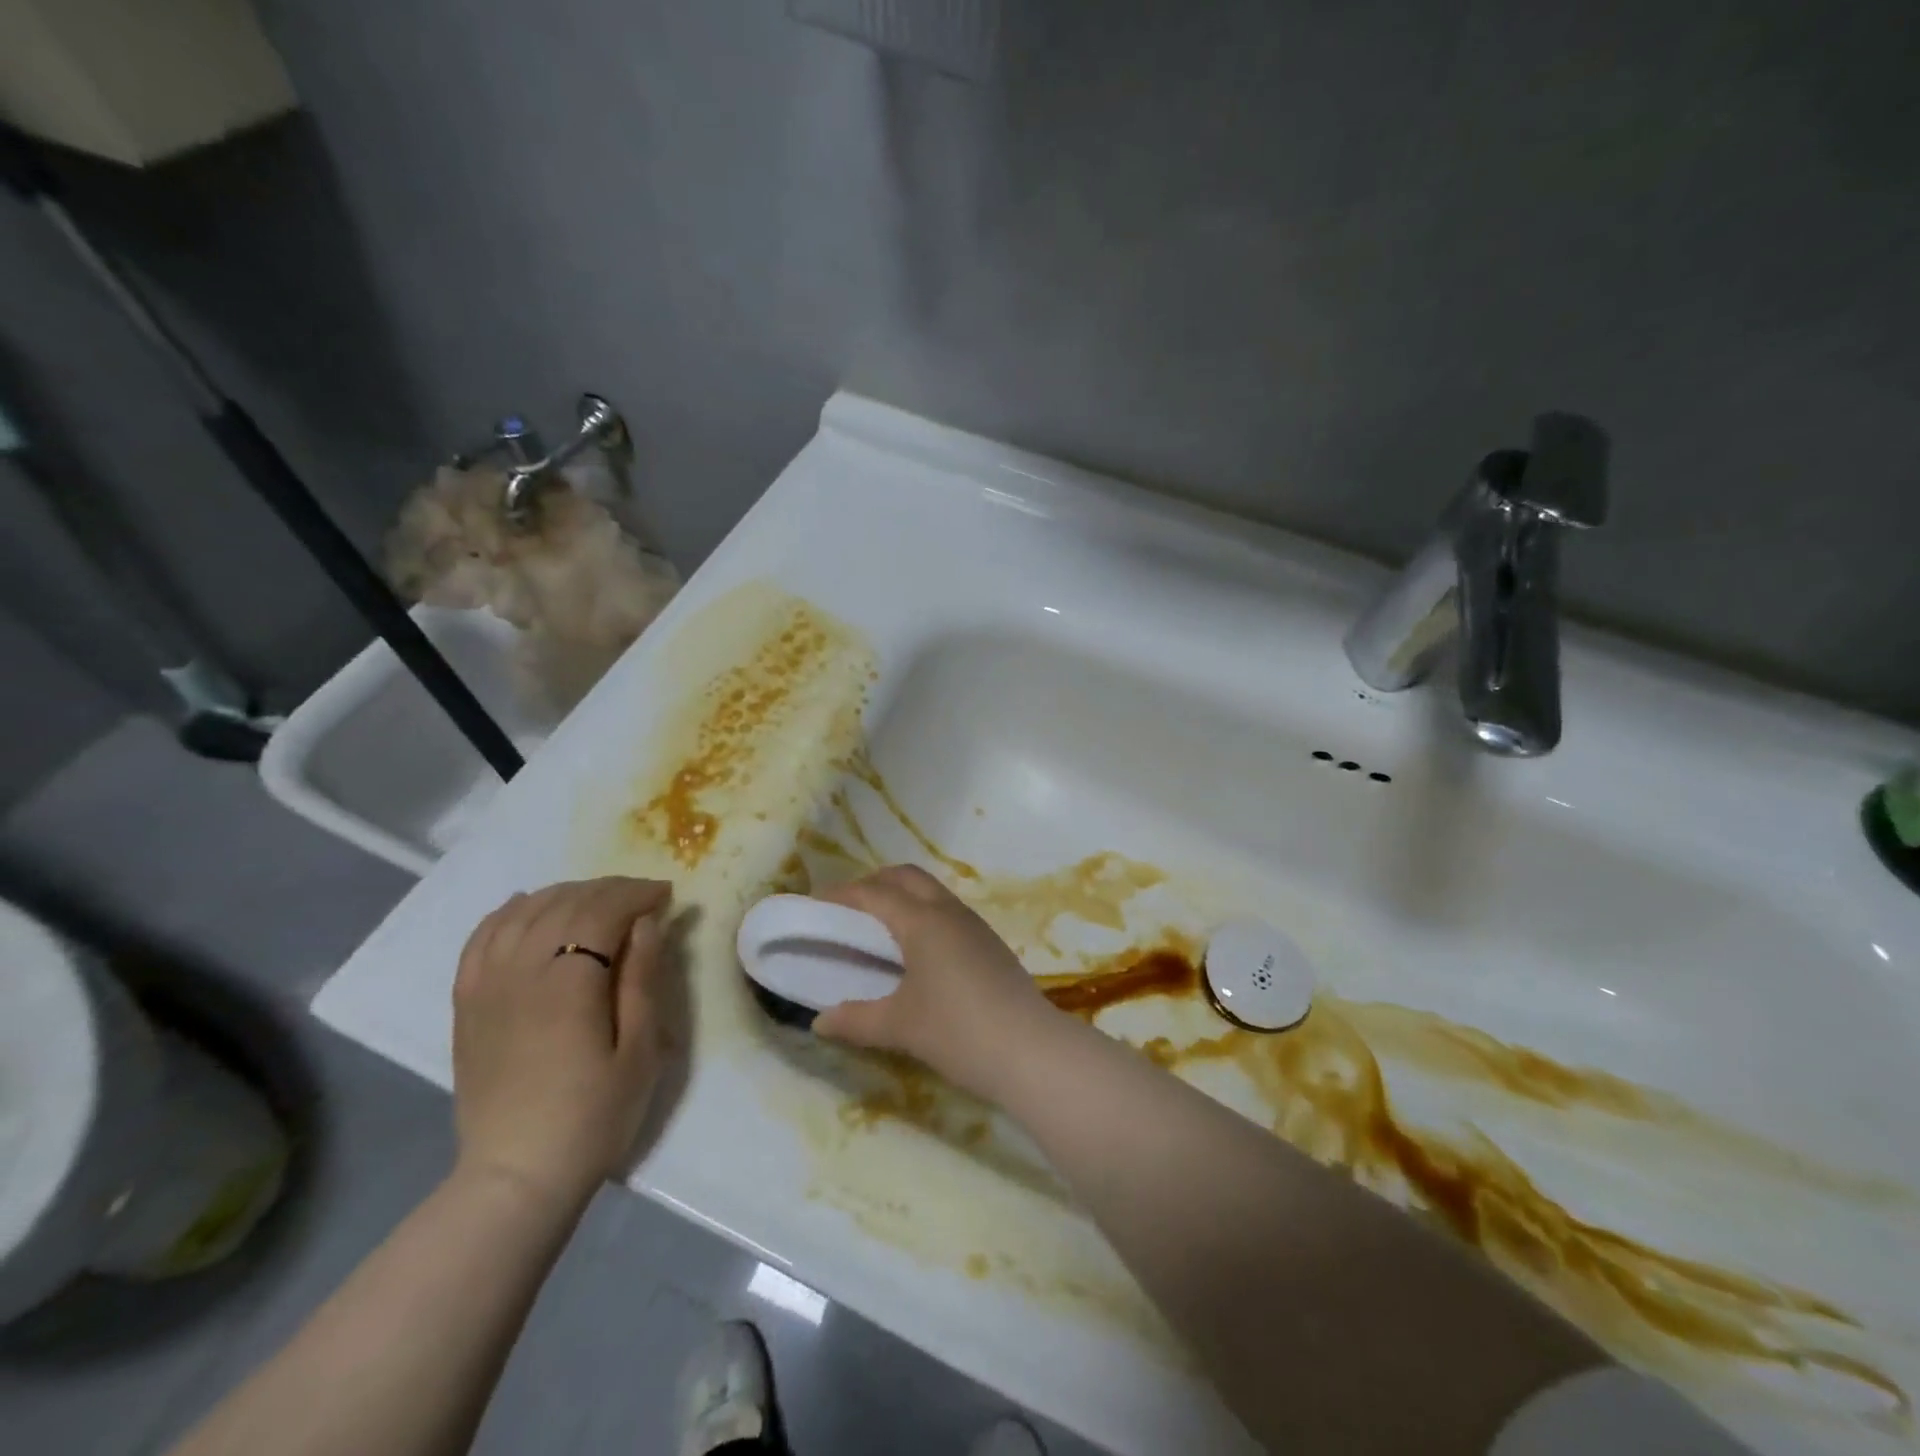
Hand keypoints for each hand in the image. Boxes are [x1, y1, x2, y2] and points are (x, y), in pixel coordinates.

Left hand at [451, 878, 672, 1210]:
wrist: (518, 1176)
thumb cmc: (594, 1116)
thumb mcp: (640, 1051)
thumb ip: (643, 979)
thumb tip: (647, 923)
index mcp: (568, 983)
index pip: (602, 911)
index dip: (636, 894)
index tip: (666, 895)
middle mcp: (520, 971)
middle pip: (564, 903)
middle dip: (608, 890)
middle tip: (641, 897)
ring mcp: (486, 986)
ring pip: (523, 912)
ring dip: (565, 894)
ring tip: (597, 901)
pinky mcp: (467, 1004)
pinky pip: (482, 938)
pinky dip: (508, 912)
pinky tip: (528, 906)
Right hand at [811, 866, 1054, 1101]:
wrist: (1031, 1051)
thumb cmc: (958, 1032)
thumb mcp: (899, 1027)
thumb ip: (855, 1020)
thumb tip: (819, 1021)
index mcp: (922, 921)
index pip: (873, 893)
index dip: (840, 895)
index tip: (814, 904)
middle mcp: (949, 911)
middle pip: (905, 877)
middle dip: (873, 884)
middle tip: (846, 911)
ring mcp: (974, 925)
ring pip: (930, 892)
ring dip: (901, 897)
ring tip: (876, 930)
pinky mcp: (989, 944)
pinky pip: (946, 912)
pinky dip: (921, 915)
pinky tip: (915, 952)